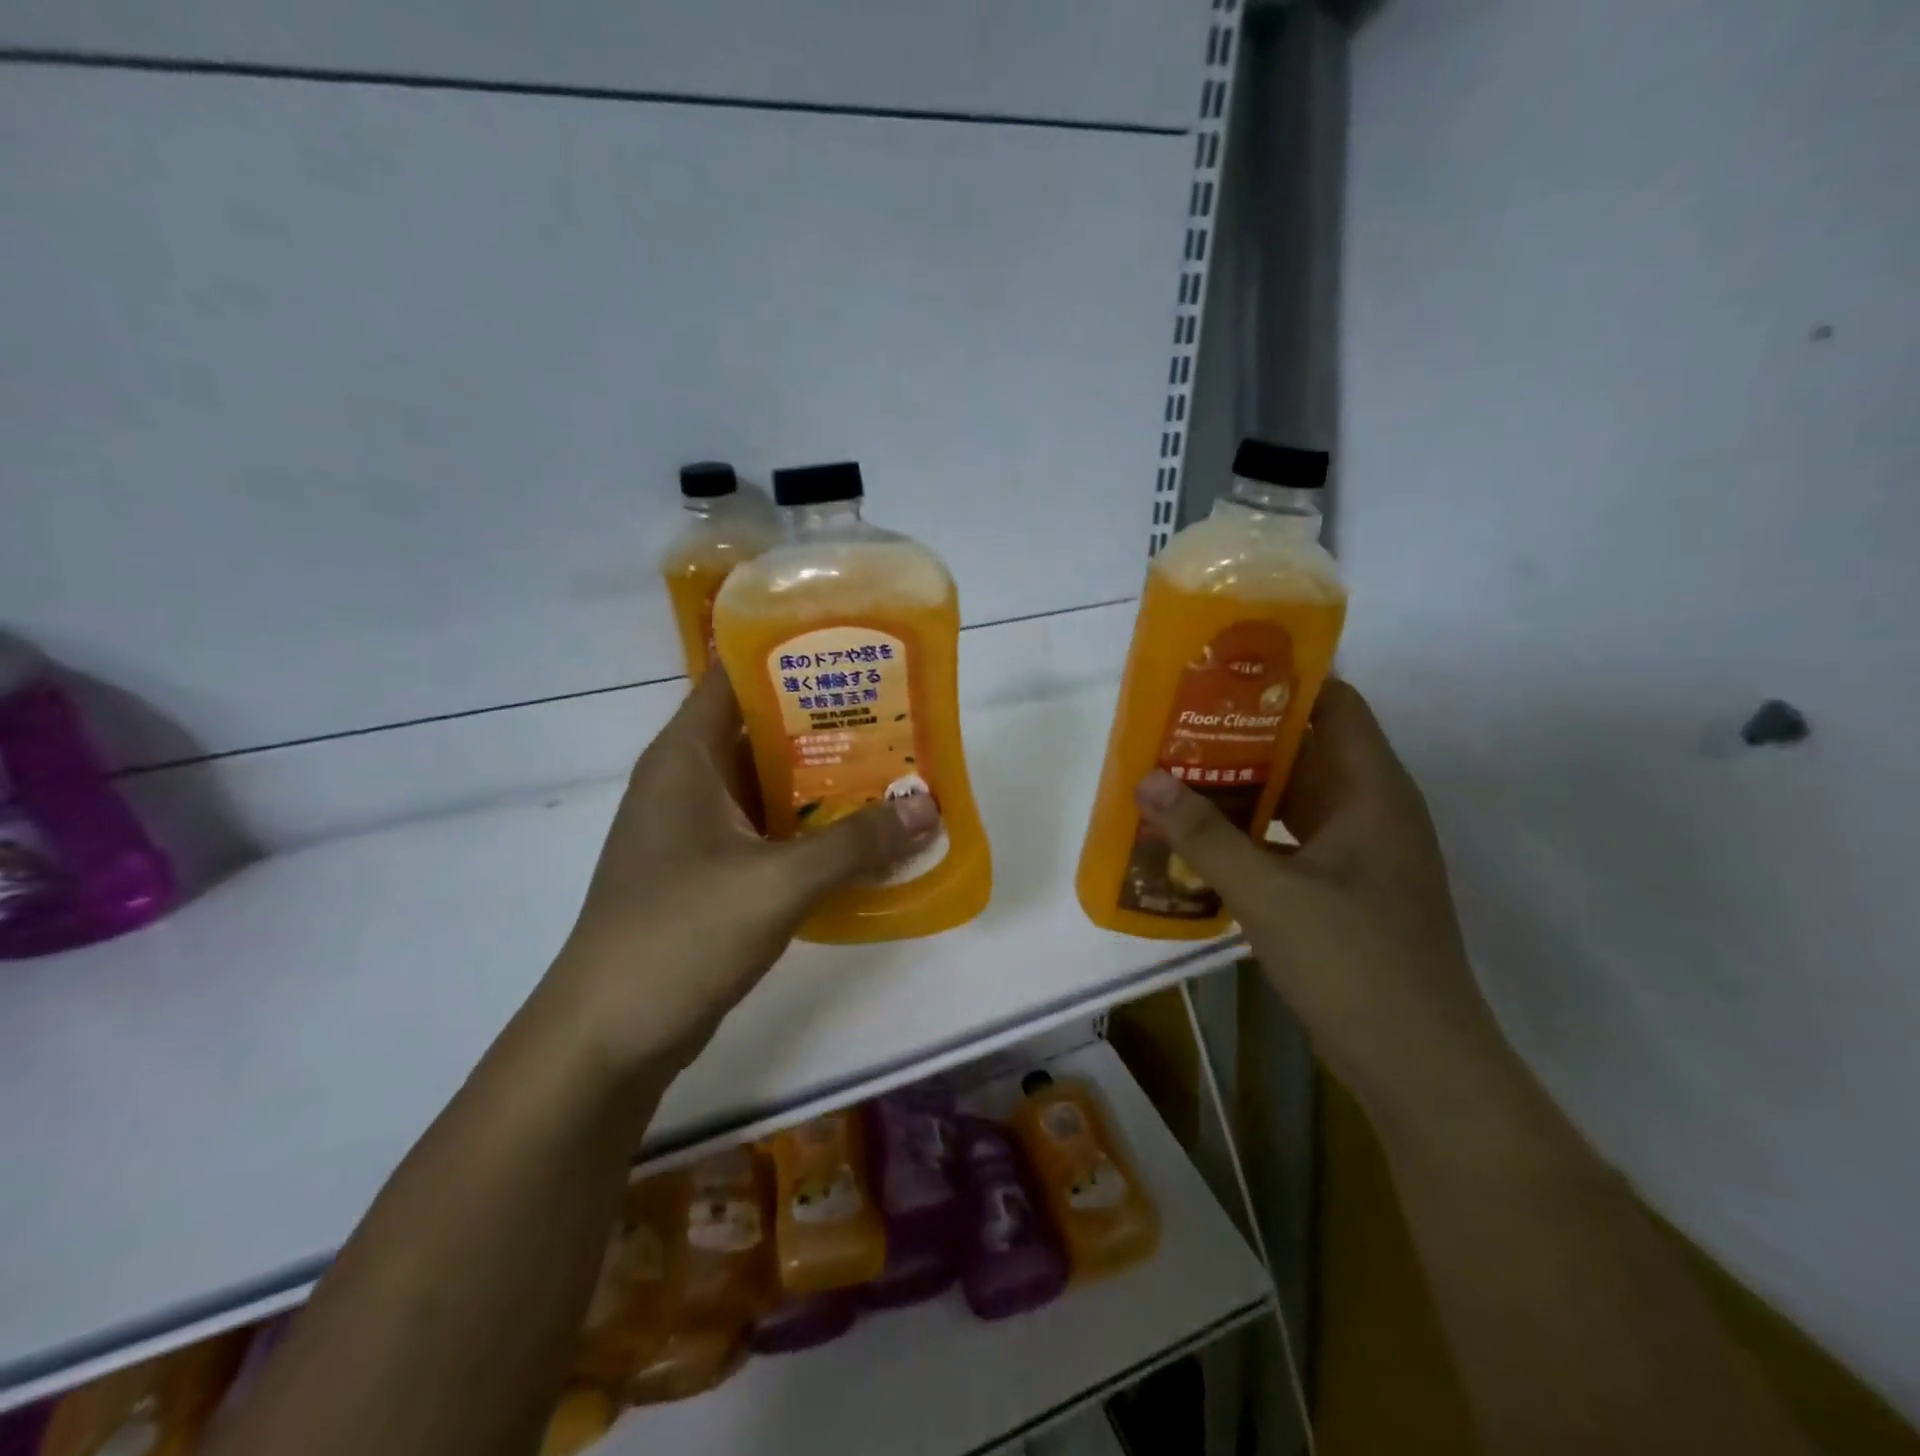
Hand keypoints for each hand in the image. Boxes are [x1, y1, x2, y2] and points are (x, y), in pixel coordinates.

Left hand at [538, 668, 940, 1080]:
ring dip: (827, 783)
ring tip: (896, 770)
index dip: (793, 654)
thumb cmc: (679, 936)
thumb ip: (856, 843)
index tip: (857, 651)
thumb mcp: (776, 883)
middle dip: (830, 723)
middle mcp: (689, 781)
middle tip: (898, 716)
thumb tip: (929, 807)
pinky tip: (865, 840)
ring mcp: (698, 830)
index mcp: (686, 756)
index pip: (737, 675)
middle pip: (764, 730)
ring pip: (772, 785)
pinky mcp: (710, 873)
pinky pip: (770, 833)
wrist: (607, 1038)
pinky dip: (813, 831)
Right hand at [1134, 679, 1513, 1125]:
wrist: (1418, 1065)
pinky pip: (1290, 840)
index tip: (1220, 672)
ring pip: (1295, 798)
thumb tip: (1146, 780)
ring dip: (1241, 786)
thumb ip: (1204, 836)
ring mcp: (1359, 853)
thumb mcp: (1269, 895)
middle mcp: (1370, 809)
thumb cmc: (1354, 964)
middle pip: (1306, 748)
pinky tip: (1200, 838)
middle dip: (1242, 734)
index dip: (1283, 679)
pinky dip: (1250, 833)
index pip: (1335, 704)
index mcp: (1372, 790)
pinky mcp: (1344, 890)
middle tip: (1177, 723)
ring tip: (1177, 772)